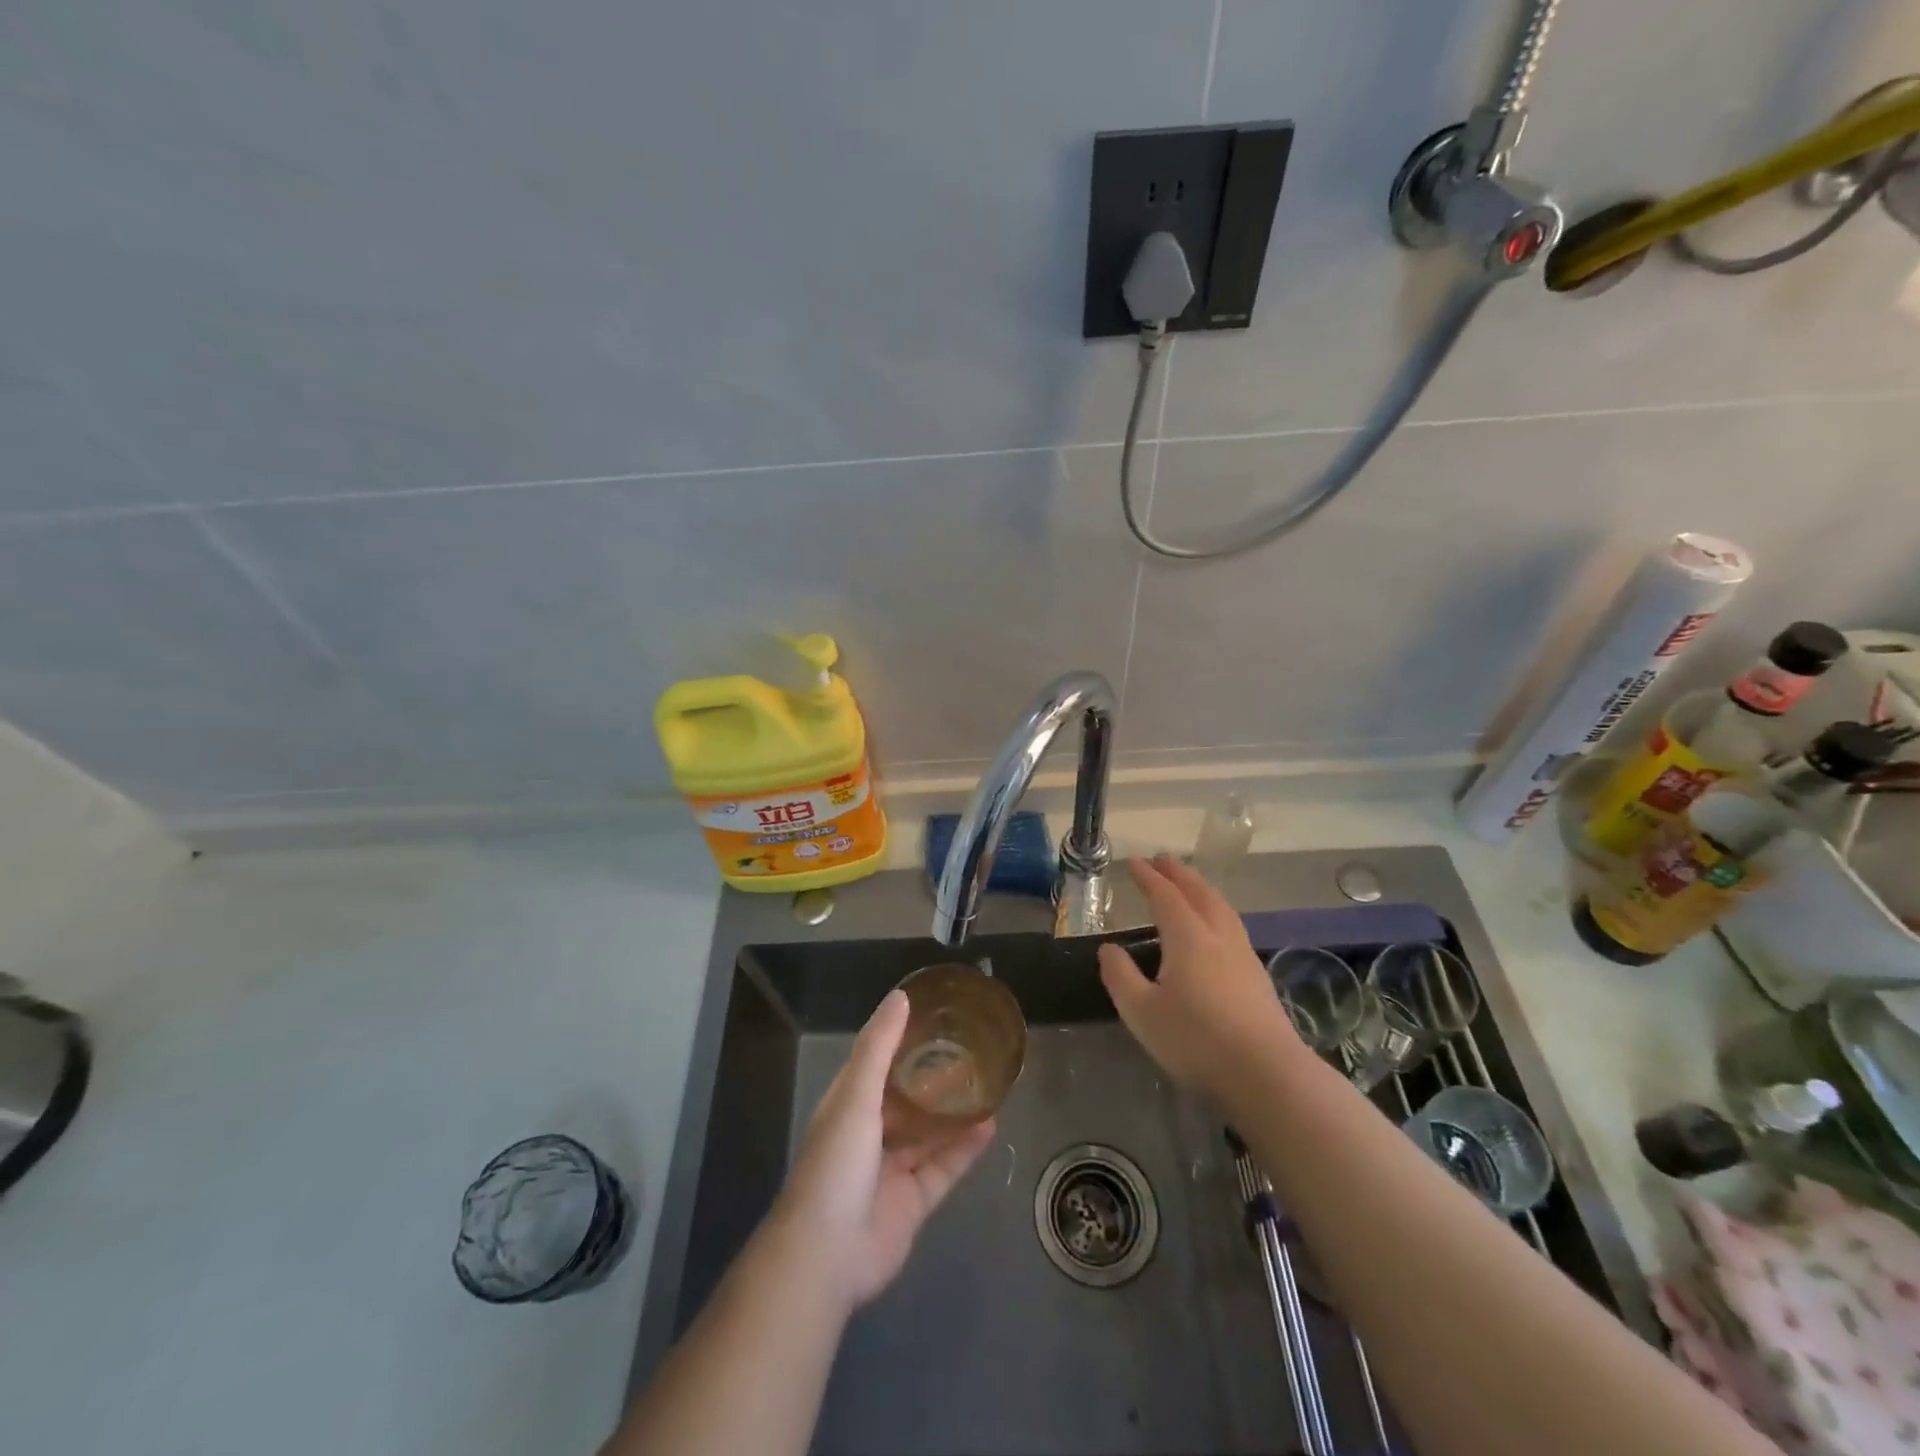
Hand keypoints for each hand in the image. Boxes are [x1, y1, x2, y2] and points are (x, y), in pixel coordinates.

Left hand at [770, 990, 996, 1310]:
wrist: (827, 1254)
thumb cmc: (836, 1162)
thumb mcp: (856, 1094)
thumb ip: (879, 1046)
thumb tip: (901, 996)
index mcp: (849, 1105)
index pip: (876, 1062)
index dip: (900, 1039)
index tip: (933, 1016)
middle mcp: (869, 1134)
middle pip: (907, 1098)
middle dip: (933, 1077)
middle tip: (970, 1049)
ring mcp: (892, 1170)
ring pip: (928, 1133)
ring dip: (954, 1112)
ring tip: (987, 1083)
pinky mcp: (913, 1201)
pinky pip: (944, 1168)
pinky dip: (965, 1149)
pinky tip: (991, 1125)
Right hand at [1097, 855, 1301, 1098]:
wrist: (1267, 1075)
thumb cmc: (1196, 1041)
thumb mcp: (1142, 1012)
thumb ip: (1120, 976)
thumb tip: (1109, 949)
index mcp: (1188, 938)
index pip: (1165, 896)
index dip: (1148, 877)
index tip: (1134, 862)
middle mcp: (1218, 936)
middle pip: (1199, 893)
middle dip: (1179, 873)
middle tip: (1162, 859)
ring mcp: (1243, 955)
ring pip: (1221, 907)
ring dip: (1201, 888)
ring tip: (1189, 884)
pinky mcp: (1257, 977)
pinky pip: (1232, 925)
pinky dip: (1216, 910)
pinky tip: (1214, 927)